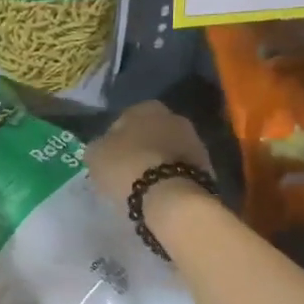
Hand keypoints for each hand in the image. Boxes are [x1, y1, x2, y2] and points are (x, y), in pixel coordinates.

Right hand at [86, 101, 213, 209]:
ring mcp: (195, 142)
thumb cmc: (127, 167)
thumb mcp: (95, 155)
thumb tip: (102, 147)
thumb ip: (98, 146)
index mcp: (146, 107)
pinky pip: (179, 170)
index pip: (124, 119)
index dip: (113, 140)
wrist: (172, 197)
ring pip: (167, 151)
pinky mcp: (207, 167)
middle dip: (139, 149)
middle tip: (125, 172)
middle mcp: (174, 117)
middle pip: (149, 134)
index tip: (108, 160)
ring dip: (157, 163)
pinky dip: (170, 178)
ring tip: (143, 186)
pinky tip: (160, 194)